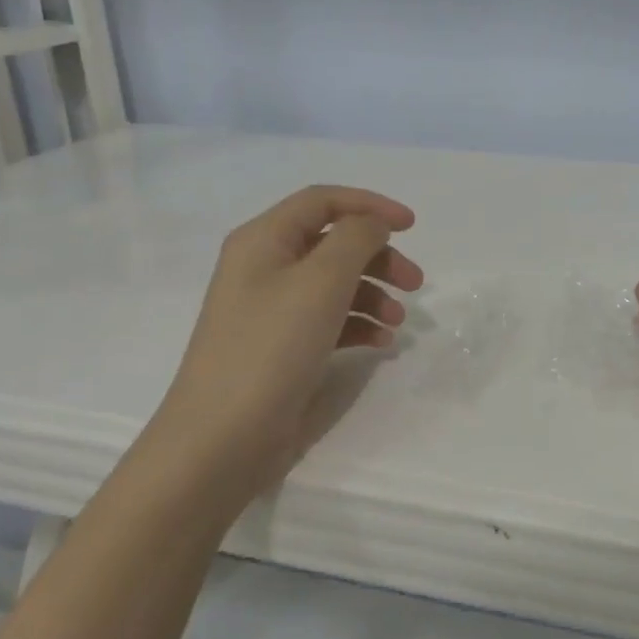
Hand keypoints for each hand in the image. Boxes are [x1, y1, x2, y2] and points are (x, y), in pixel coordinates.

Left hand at [142, 185, 423, 509]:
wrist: (222, 438)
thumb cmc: (271, 347)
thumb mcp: (321, 281)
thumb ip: (356, 239)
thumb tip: (373, 224)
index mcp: (263, 240)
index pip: (323, 201)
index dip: (370, 205)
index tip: (412, 226)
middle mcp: (265, 267)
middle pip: (334, 243)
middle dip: (379, 257)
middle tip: (416, 282)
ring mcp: (272, 309)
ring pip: (335, 283)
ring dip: (374, 293)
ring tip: (400, 321)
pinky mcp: (283, 346)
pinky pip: (329, 319)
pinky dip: (359, 324)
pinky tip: (382, 342)